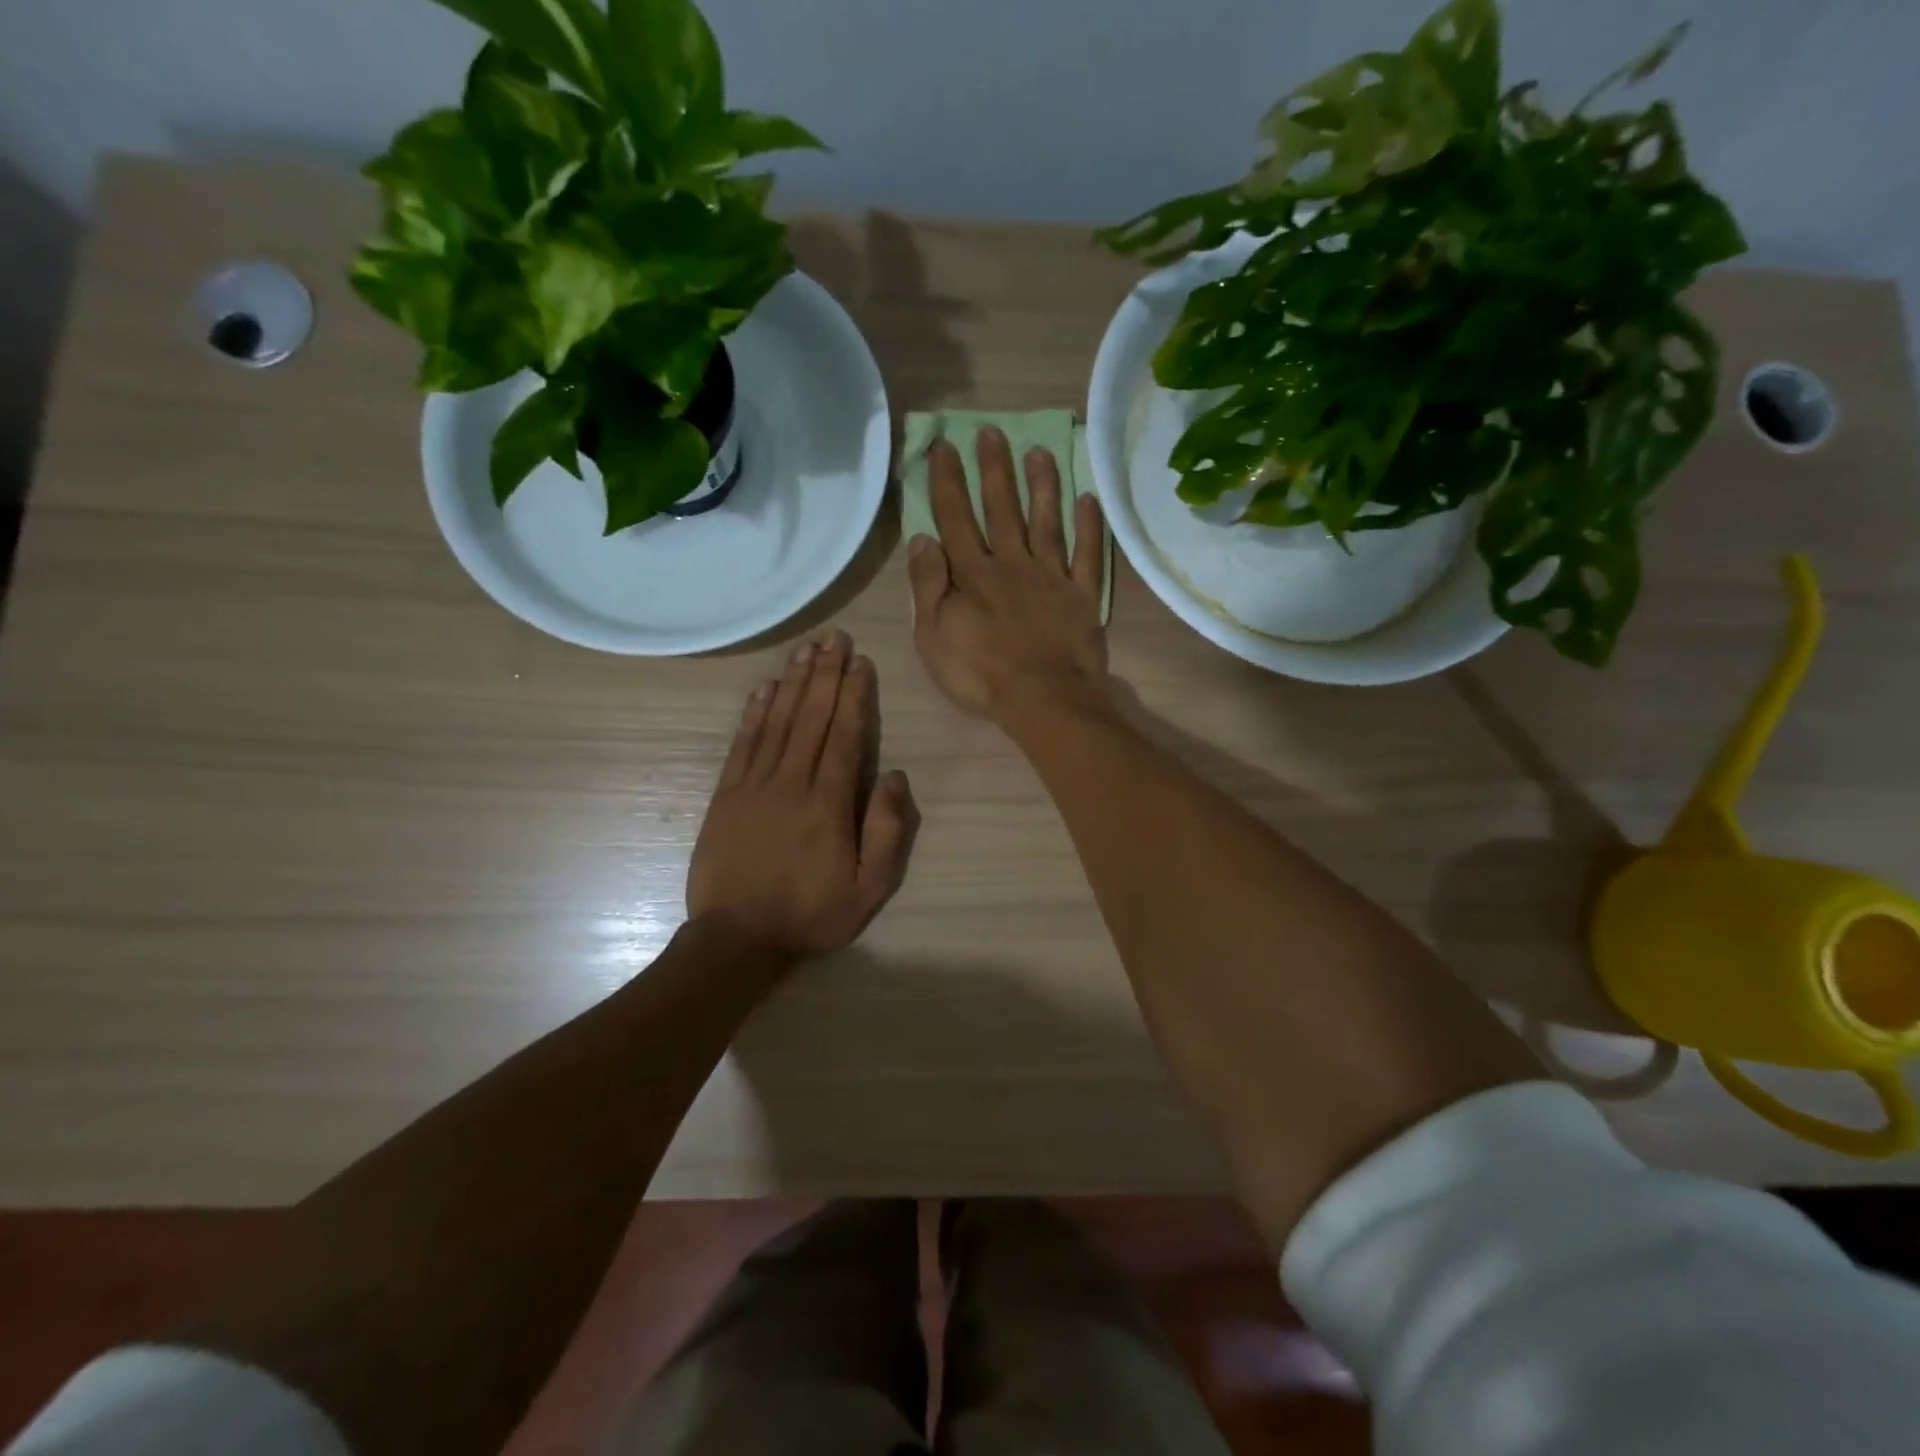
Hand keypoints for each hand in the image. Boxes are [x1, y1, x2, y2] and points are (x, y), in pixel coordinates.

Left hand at [688, 631, 918, 962]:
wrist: (737, 939)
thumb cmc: (811, 914)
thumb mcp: (869, 888)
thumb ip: (887, 831)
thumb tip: (894, 775)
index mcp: (828, 802)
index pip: (844, 735)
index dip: (853, 695)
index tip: (860, 662)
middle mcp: (791, 782)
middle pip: (811, 718)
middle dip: (826, 675)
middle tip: (835, 638)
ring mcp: (754, 785)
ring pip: (778, 722)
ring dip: (794, 683)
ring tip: (806, 650)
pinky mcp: (727, 795)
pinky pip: (743, 744)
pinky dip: (754, 713)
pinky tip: (764, 688)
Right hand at [907, 429, 1109, 726]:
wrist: (1043, 699)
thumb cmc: (980, 674)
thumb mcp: (934, 637)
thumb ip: (928, 586)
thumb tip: (921, 539)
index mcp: (973, 574)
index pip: (956, 518)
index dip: (949, 481)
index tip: (945, 446)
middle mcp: (1012, 564)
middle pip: (1002, 509)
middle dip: (995, 469)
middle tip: (991, 432)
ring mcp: (1052, 577)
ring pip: (1046, 522)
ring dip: (1042, 485)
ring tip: (1040, 451)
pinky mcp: (1083, 596)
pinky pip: (1088, 555)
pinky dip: (1089, 527)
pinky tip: (1089, 499)